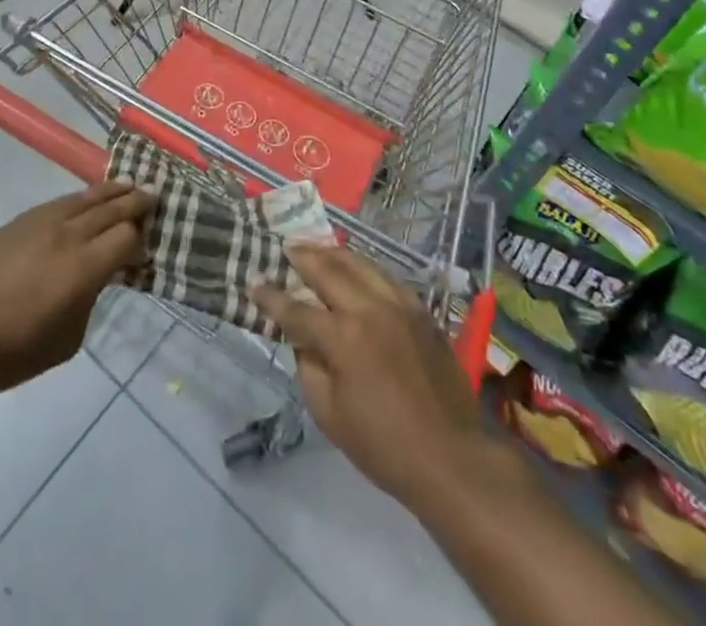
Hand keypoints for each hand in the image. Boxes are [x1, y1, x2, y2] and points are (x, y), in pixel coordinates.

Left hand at [0, 182, 152, 402]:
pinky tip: (84, 201)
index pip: (126, 236)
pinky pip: (58, 203)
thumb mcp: (68, 339)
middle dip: (134, 202)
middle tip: (153, 195)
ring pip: (84, 198)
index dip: (140, 238)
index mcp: (86, 266)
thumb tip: (96, 278)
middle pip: (111, 208)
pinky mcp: (17, 222)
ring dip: (109, 192)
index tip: (146, 243)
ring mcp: (41, 222)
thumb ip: (90, 300)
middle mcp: (69, 234)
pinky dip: (79, 199)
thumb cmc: (13, 352)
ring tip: (126, 186)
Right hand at [252, 246, 483, 505]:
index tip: (254, 284)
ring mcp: (399, 304)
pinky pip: (386, 277)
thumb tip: (302, 340)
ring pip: (360, 264)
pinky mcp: (421, 310)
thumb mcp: (330, 416)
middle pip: (328, 269)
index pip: (297, 309)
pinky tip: (356, 270)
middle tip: (285, 247)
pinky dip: (364, 268)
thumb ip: (308, 368)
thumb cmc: (384, 446)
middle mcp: (370, 308)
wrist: (452, 457)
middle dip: (302, 256)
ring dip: (333, 254)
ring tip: (315, 249)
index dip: (272, 297)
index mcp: (344, 337)